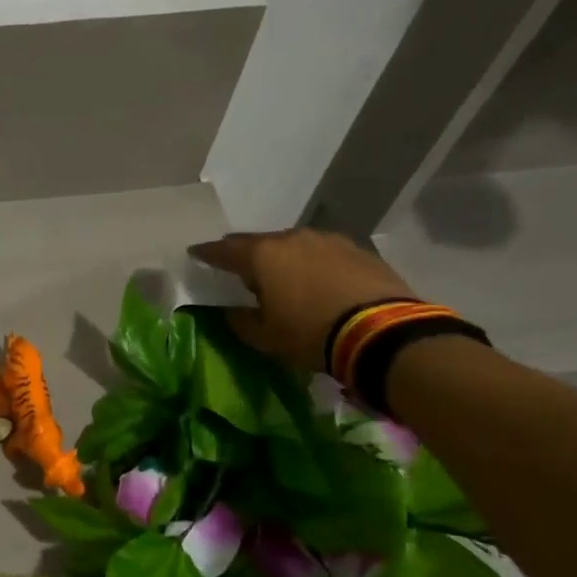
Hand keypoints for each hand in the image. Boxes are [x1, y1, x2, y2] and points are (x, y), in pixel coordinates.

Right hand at [189, 229, 418, 372]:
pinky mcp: (357, 250)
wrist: (381, 331)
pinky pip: (322, 252)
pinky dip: (311, 262)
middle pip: (260, 242)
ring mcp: (328, 240)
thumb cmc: (309, 334)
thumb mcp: (265, 337)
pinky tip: (315, 278)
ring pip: (293, 244)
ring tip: (279, 273)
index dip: (207, 253)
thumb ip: (240, 321)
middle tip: (237, 264)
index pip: (224, 250)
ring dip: (282, 257)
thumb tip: (231, 311)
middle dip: (246, 252)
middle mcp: (292, 238)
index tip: (195, 253)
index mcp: (262, 256)